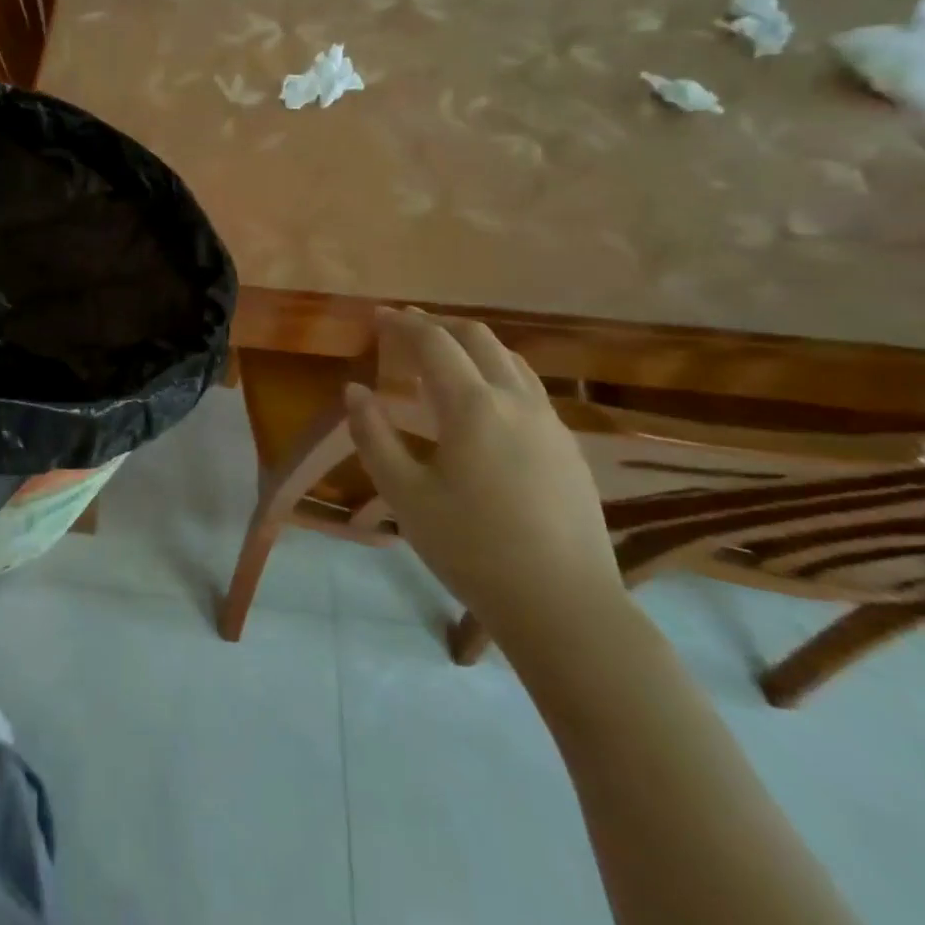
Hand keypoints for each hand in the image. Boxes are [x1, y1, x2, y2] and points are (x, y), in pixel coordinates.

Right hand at [345, 309, 625, 657]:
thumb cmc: (473, 550)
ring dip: (474, 346)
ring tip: (446, 358)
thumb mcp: (406, 496)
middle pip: (478, 339)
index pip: (434, 342)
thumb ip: (374, 436)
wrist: (566, 608)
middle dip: (440, 326)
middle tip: (408, 329)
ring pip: (511, 361)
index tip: (379, 316)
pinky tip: (487, 405)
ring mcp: (550, 423)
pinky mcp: (570, 449)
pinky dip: (498, 374)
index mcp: (473, 405)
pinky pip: (530, 389)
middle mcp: (516, 400)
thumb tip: (354, 391)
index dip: (403, 323)